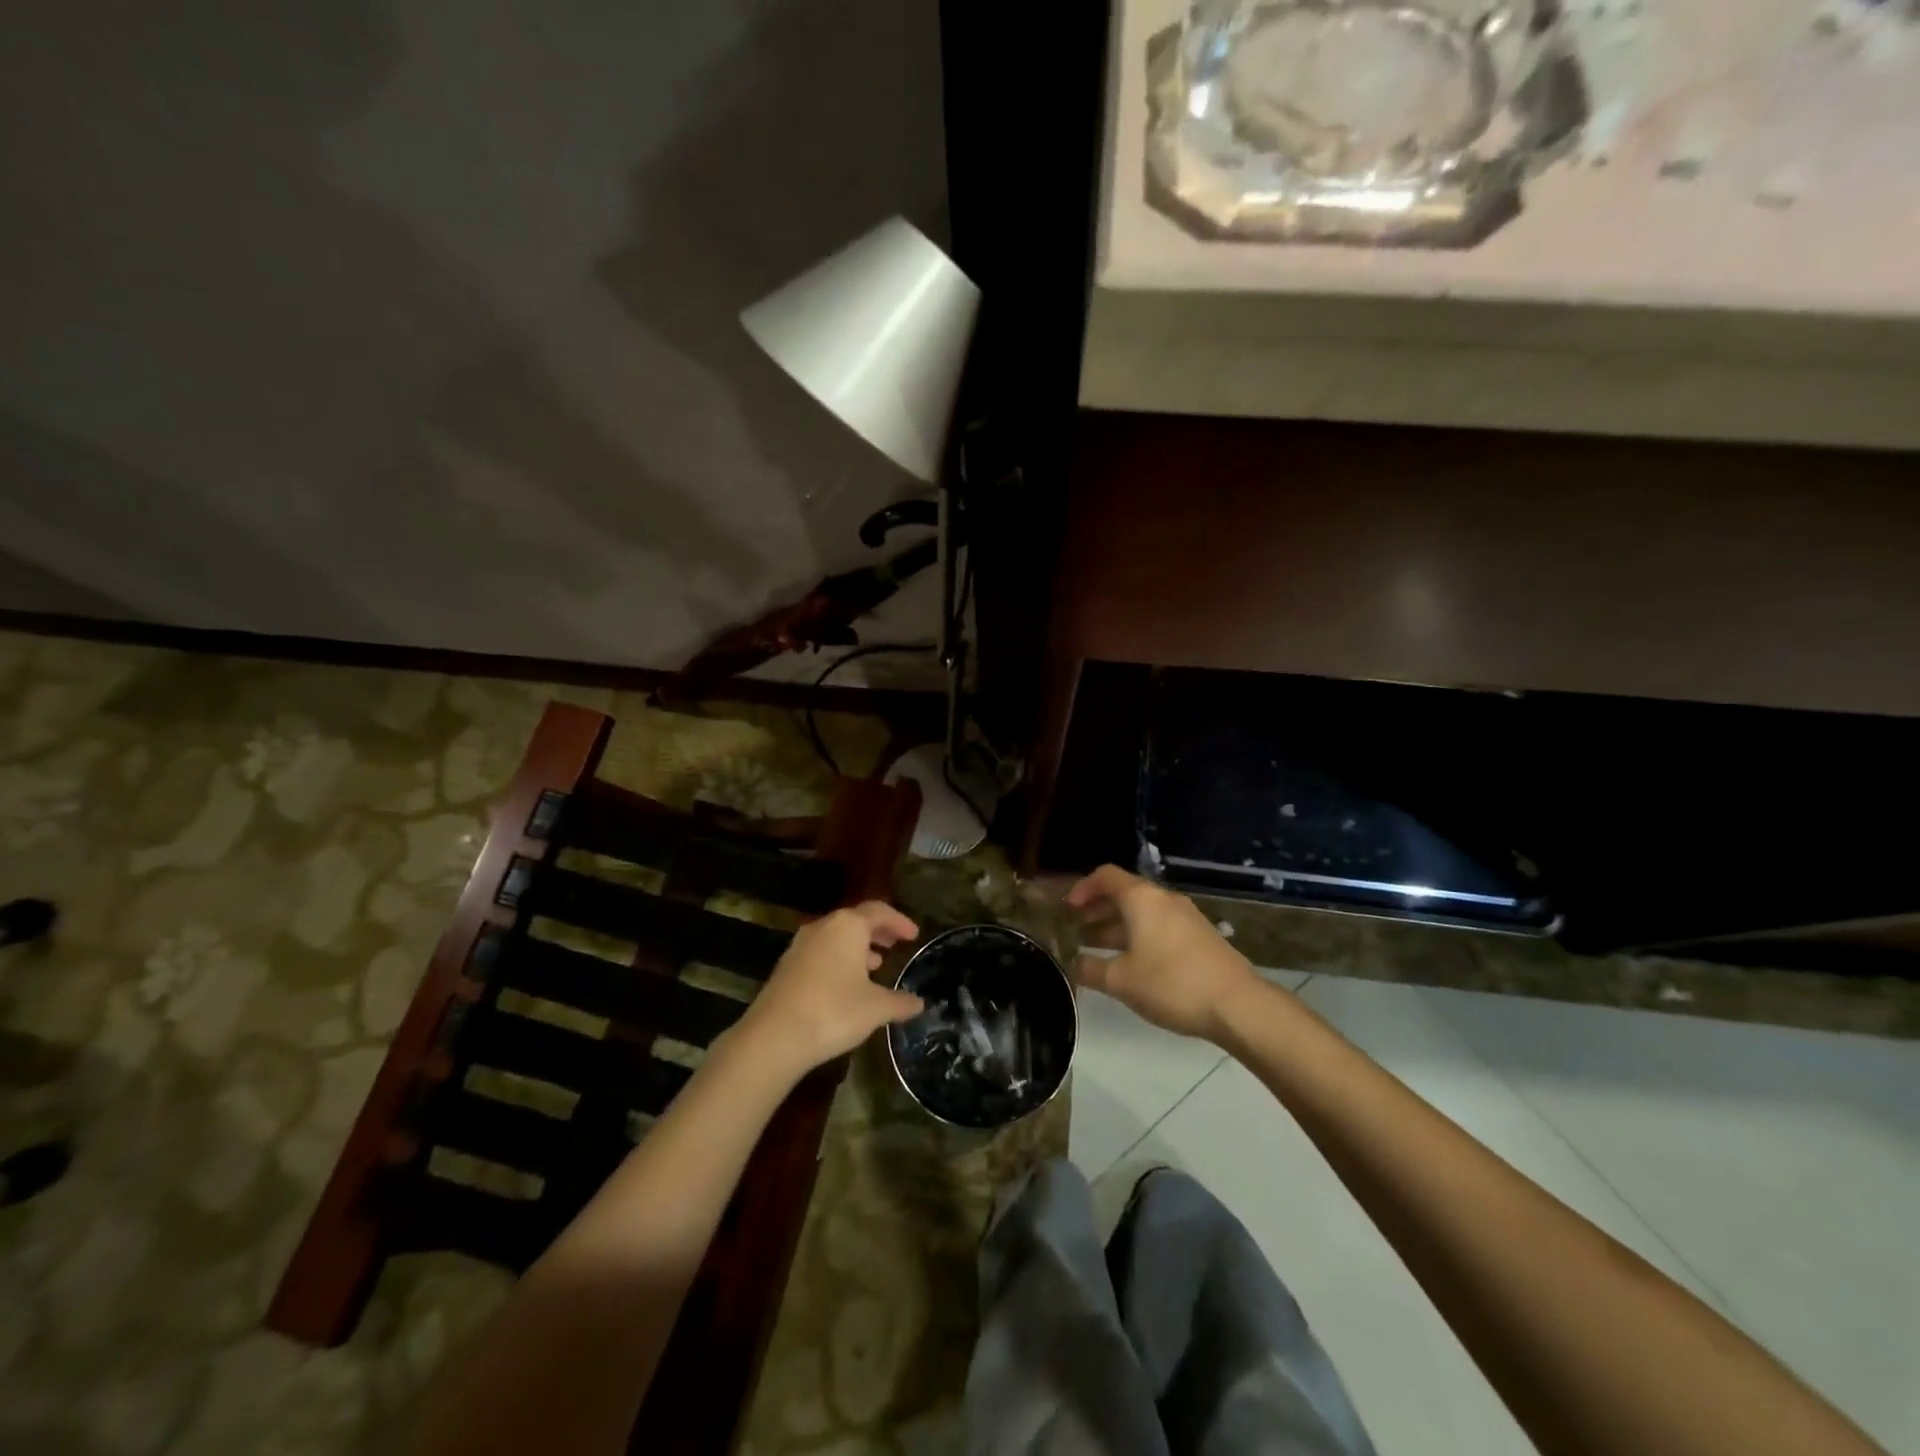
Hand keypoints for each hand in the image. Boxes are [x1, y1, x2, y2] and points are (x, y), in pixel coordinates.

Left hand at [733, 902, 923, 1079]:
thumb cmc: (834, 1011)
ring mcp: (800, 946)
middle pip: (855, 920)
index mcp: (847, 926)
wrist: (774, 1036)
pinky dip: (838, 960)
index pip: (878, 911)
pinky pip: (820, 953)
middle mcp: (822, 927)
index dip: (898, 921)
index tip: (913, 935)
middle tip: (895, 943)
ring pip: (835, 937)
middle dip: (877, 931)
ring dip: (857, 947)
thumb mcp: (876, 1008)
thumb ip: (900, 1002)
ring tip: (875, 965)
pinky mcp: (786, 967)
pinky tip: (846, 985)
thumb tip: (919, 1003)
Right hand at [1067, 865, 1260, 1042]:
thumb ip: (1091, 969)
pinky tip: (1132, 962)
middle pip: (1124, 892)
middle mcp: (1163, 899)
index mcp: (1141, 899)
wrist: (1238, 1005)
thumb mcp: (1121, 981)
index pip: (1105, 876)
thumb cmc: (1171, 984)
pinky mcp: (1200, 936)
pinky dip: (1139, 935)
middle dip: (1098, 908)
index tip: (1067, 909)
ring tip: (1097, 947)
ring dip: (1117, 925)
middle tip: (1076, 928)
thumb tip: (1073, 964)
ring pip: (1143, 911)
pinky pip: (1160, 925)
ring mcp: (1185, 916)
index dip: (1082, 888)